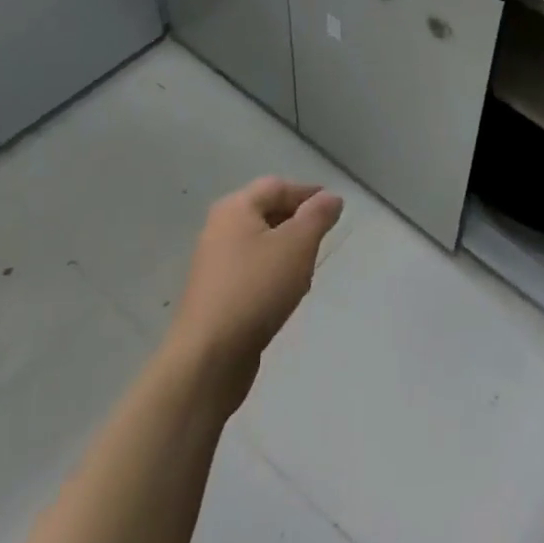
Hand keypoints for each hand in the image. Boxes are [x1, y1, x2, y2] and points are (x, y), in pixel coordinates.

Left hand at [166, 177, 342, 404]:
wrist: (209, 356)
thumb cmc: (256, 288)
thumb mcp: (298, 245)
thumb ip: (317, 216)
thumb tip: (331, 197)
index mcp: (235, 208)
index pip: (277, 186)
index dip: (307, 193)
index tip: (334, 209)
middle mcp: (219, 228)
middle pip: (266, 212)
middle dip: (298, 221)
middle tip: (323, 238)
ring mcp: (214, 263)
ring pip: (260, 243)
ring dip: (286, 249)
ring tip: (307, 269)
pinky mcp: (215, 294)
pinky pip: (251, 270)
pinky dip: (272, 273)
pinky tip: (285, 294)